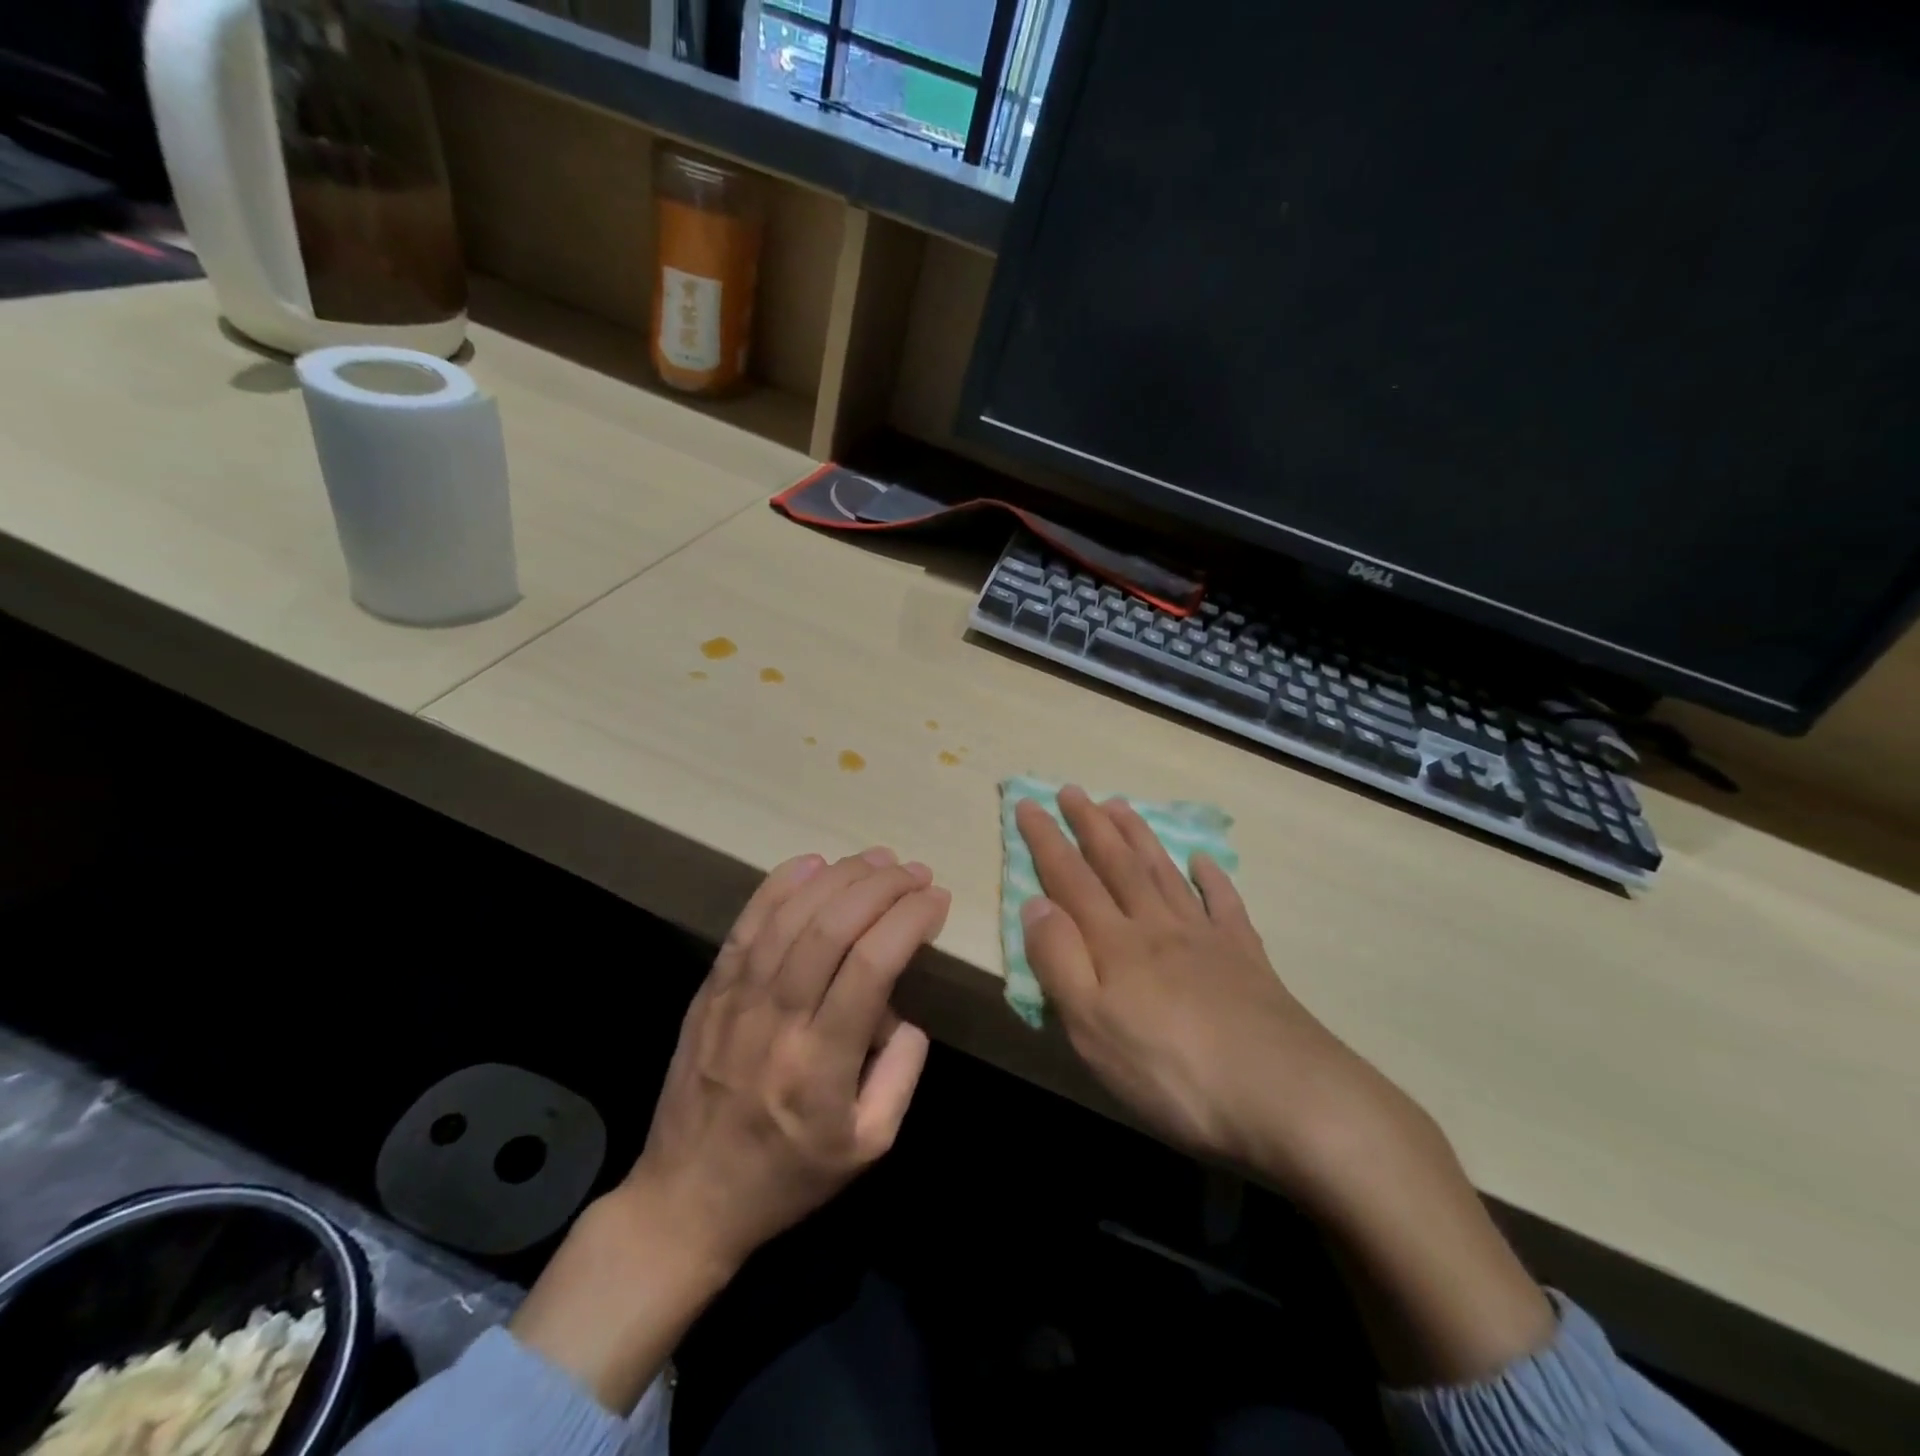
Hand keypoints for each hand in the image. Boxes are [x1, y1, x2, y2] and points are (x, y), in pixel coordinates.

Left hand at [629, 847, 948, 1270]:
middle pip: (832, 927)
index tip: (937, 900)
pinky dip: (780, 885)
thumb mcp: (869, 1145)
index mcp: (821, 1064)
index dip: (909, 920)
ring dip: (839, 877)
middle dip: (882, 887)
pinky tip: (813, 862)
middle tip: (916, 871)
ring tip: (878, 860)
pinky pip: (747, 925)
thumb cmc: (788, 1176)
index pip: (871, 965)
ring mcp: (736, 999)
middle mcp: (777, 1020)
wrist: (687, 1199)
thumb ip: (902, 1073)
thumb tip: (903, 1009)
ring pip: (790, 916)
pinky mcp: (711, 990)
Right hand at [1014, 786, 1371, 1185]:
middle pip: (1118, 864)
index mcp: (1116, 943)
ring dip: (1138, 837)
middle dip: (1090, 824)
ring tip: (1120, 806)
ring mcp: (1206, 938)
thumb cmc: (1172, 1071)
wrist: (1285, 1094)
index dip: (1047, 841)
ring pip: (1164, 872)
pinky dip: (1212, 878)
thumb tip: (1035, 903)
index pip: (1070, 879)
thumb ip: (1059, 961)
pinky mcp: (1247, 958)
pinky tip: (1204, 860)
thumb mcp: (1092, 1026)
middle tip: (1073, 790)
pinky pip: (1225, 904)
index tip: (1028, 802)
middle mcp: (1158, 926)